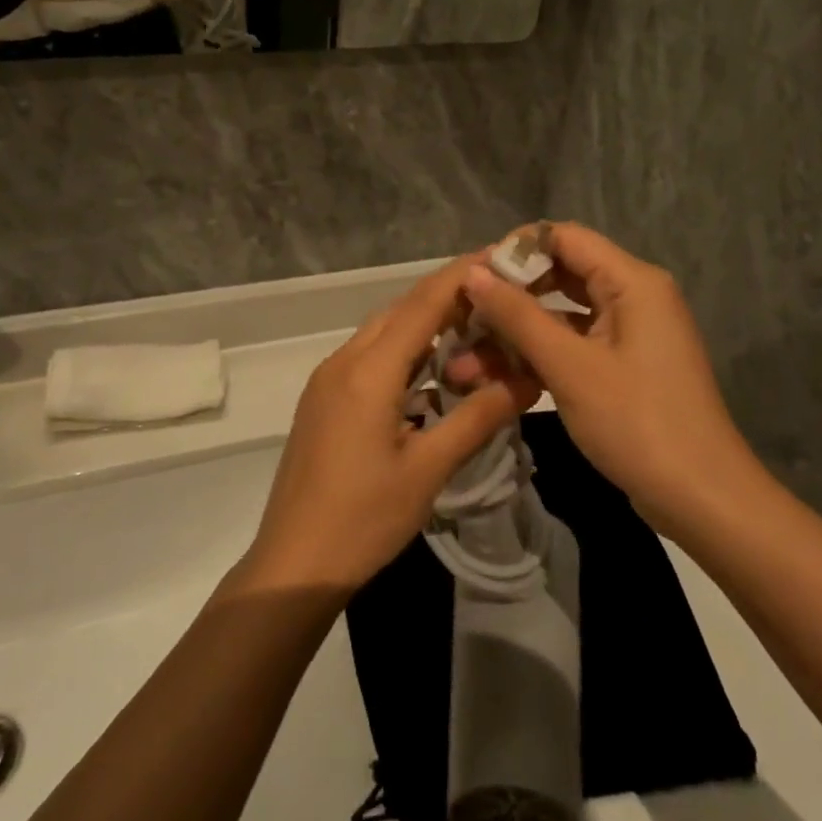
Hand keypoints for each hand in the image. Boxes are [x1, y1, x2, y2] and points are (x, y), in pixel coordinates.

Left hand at [243, 258, 538, 593]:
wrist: (293, 563)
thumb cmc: (364, 519)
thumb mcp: (429, 469)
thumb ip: (478, 417)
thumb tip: (528, 378)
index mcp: (368, 371)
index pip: (422, 304)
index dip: (461, 276)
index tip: (498, 257)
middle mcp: (343, 361)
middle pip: (401, 311)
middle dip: (447, 297)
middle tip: (496, 298)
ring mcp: (328, 380)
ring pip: (383, 333)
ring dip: (425, 326)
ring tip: (472, 330)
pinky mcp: (323, 400)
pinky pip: (369, 358)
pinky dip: (404, 353)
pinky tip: (430, 375)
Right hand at [458, 223, 769, 537]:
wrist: (703, 500)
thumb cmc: (637, 423)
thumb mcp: (569, 367)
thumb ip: (518, 315)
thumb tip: (473, 272)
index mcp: (632, 281)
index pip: (564, 237)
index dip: (515, 250)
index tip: (472, 276)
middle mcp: (634, 295)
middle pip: (561, 273)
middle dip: (511, 294)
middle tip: (465, 315)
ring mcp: (630, 332)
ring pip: (563, 313)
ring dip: (518, 331)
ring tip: (467, 355)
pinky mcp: (624, 364)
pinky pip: (575, 343)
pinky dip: (540, 354)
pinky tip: (499, 374)